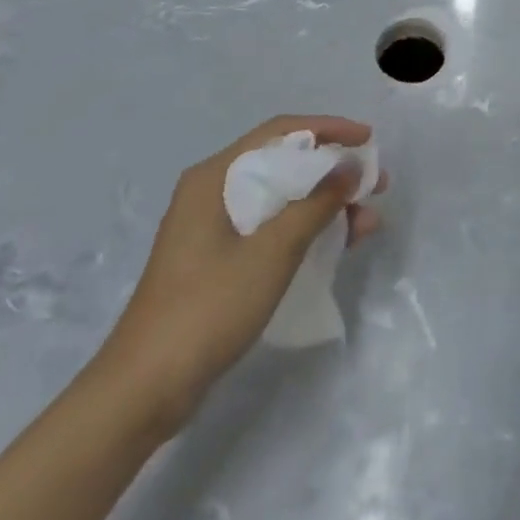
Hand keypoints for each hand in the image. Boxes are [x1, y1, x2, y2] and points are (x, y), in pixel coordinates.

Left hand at [96, 116, 385, 433]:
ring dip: (326, 205)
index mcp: (215, 177)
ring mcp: (213, 228)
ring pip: (282, 199)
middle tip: (375, 184)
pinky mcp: (218, 260)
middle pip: (284, 163)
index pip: (281, 132)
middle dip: (334, 171)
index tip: (369, 140)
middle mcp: (213, 192)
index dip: (329, 129)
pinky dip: (306, 230)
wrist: (143, 391)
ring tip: (368, 221)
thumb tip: (351, 167)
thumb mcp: (273, 251)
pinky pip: (272, 228)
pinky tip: (339, 243)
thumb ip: (316, 204)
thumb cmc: (208, 307)